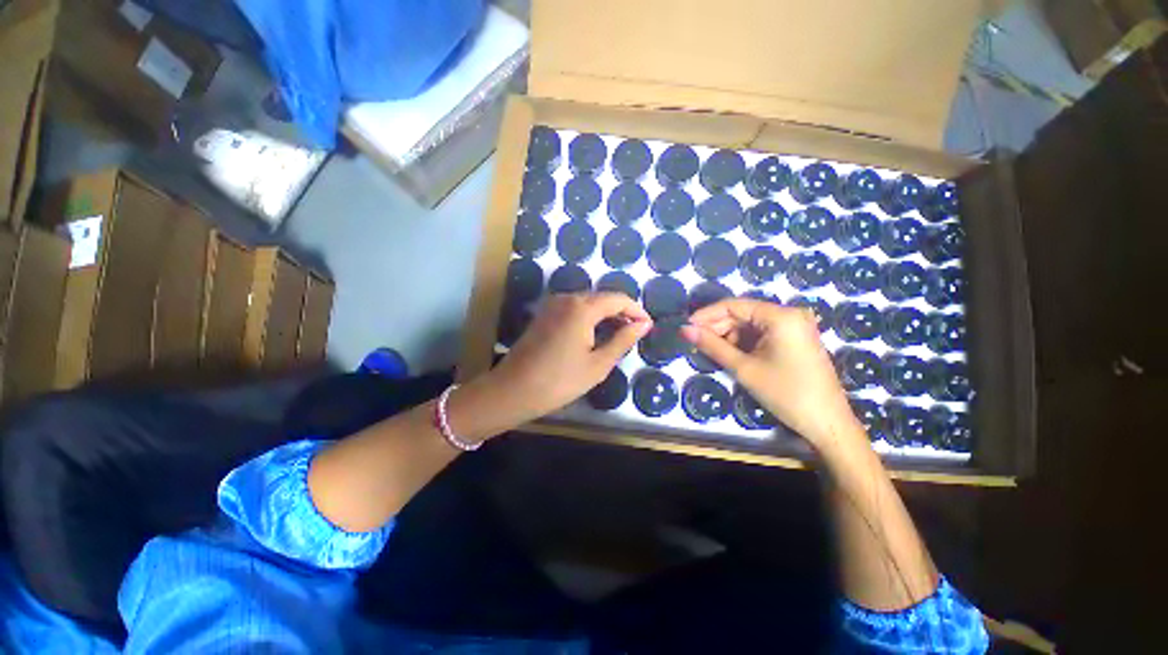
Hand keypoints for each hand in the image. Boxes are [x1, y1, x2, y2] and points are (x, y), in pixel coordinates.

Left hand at [475, 293, 651, 429]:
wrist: (513, 390)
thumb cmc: (559, 380)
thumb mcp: (598, 364)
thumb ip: (623, 340)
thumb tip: (643, 324)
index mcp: (582, 307)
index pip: (618, 299)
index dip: (636, 310)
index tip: (648, 325)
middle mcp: (566, 298)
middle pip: (602, 297)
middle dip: (621, 312)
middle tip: (635, 332)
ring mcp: (552, 305)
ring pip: (587, 302)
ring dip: (605, 314)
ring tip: (619, 335)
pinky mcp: (544, 314)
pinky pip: (573, 308)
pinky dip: (589, 317)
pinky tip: (595, 334)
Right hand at [681, 299, 862, 449]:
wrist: (828, 423)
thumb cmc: (786, 394)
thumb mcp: (744, 368)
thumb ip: (712, 345)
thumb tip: (684, 329)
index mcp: (780, 316)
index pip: (733, 305)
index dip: (706, 314)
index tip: (685, 326)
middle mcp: (789, 314)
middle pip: (742, 313)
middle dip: (716, 326)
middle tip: (694, 340)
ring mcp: (794, 326)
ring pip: (750, 323)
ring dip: (728, 335)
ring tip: (709, 349)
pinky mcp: (795, 338)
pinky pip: (762, 332)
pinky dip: (743, 341)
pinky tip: (729, 352)